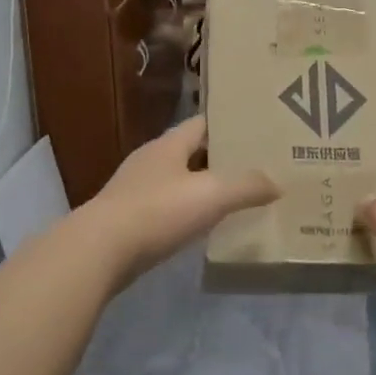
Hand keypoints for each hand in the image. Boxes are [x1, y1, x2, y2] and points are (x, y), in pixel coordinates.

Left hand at [82, 117, 277, 282]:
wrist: (99, 251)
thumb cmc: (157, 212)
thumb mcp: (211, 195)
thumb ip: (247, 186)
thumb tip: (276, 183)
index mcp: (168, 145)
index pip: (202, 123)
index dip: (229, 125)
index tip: (257, 132)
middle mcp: (151, 160)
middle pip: (191, 152)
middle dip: (220, 158)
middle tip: (256, 166)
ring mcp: (136, 190)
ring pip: (178, 181)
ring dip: (203, 187)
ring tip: (236, 196)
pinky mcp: (129, 218)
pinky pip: (166, 208)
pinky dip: (186, 212)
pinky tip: (203, 226)